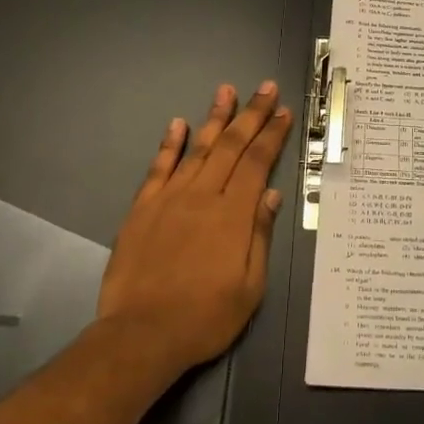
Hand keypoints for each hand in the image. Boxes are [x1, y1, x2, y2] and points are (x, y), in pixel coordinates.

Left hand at [97, 82, 293, 375]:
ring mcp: (169, 199)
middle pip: (230, 145)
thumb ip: (259, 235)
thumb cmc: (204, 317)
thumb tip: (270, 193)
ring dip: (214, 117)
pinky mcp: (142, 208)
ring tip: (226, 90)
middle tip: (265, 87)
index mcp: (233, 214)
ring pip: (196, 148)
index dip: (272, 135)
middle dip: (251, 114)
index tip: (283, 112)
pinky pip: (158, 168)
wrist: (140, 336)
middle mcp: (203, 196)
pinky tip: (177, 123)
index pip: (256, 162)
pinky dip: (169, 144)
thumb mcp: (250, 287)